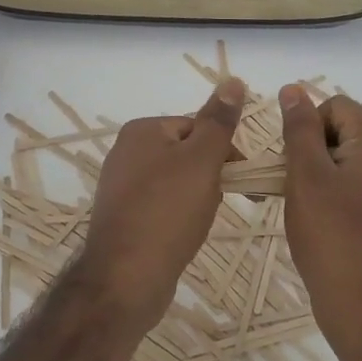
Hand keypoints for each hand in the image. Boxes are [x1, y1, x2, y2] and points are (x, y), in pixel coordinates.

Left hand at [76, 78, 246, 334]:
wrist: (125, 280)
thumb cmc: (167, 212)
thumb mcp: (201, 160)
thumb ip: (219, 121)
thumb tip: (233, 80)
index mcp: (142, 130)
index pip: (196, 125)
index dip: (223, 149)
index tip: (240, 175)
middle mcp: (126, 152)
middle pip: (187, 152)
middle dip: (209, 175)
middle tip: (217, 202)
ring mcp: (121, 187)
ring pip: (177, 181)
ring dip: (197, 197)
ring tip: (199, 222)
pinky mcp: (123, 217)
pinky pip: (162, 206)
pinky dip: (178, 216)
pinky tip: (183, 236)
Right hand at [279, 84, 361, 360]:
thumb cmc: (332, 235)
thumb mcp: (306, 175)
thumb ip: (299, 128)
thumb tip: (293, 88)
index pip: (333, 106)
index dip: (306, 128)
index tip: (292, 163)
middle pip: (339, 130)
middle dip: (310, 150)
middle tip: (294, 185)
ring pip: (342, 158)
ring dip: (316, 173)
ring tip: (303, 205)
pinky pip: (353, 182)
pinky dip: (331, 192)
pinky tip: (319, 220)